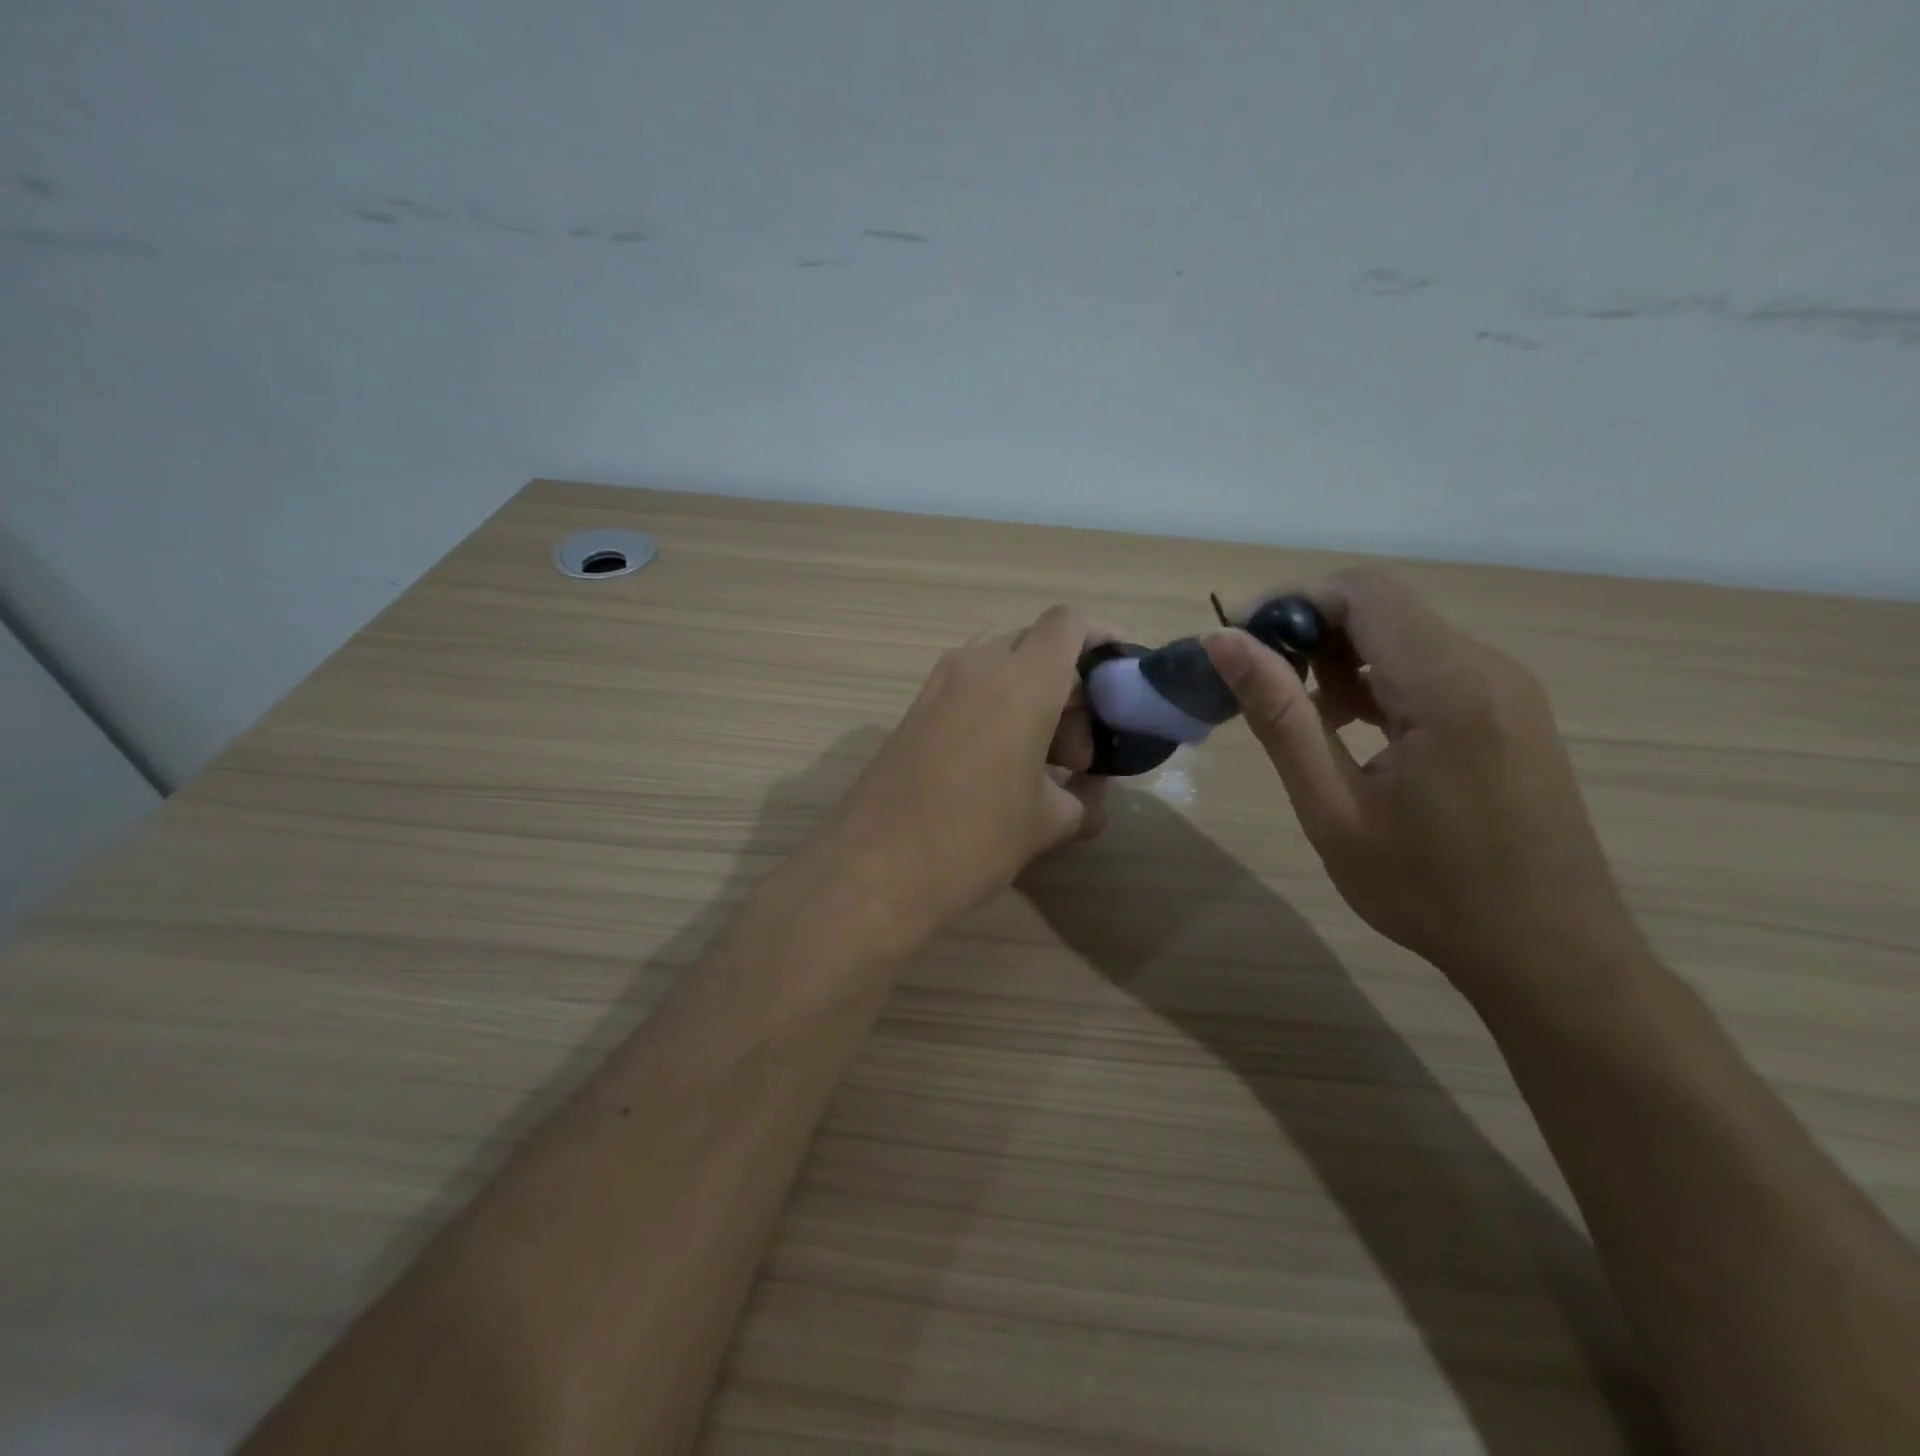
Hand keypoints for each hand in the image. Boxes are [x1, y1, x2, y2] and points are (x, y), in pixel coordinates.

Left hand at [816, 606, 1114, 944]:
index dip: (1101, 634)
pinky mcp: (913, 710)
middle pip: (1035, 646)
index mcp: (1020, 682)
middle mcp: (976, 667)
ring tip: (1043, 762)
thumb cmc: (975, 840)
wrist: (875, 868)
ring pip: (1000, 667)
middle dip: (1068, 685)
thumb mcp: (1047, 824)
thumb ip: (1084, 801)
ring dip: (1031, 698)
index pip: (1067, 623)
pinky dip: (996, 708)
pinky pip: (968, 689)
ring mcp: (937, 686)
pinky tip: (1001, 766)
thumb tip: (1091, 797)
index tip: (1121, 671)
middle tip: (1079, 750)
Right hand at [1204, 569, 1638, 1000]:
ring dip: (1340, 658)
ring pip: (1404, 635)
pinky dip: (1376, 679)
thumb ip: (1279, 716)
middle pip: (1383, 607)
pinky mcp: (1509, 711)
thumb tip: (1222, 640)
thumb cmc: (1429, 891)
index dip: (1289, 600)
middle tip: (1259, 687)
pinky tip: (1352, 729)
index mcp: (1448, 686)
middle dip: (1309, 630)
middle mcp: (1487, 668)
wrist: (1550, 955)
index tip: (1235, 641)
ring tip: (1302, 718)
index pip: (1362, 592)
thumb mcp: (1333, 808)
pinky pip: (1430, 666)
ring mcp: (1506, 689)